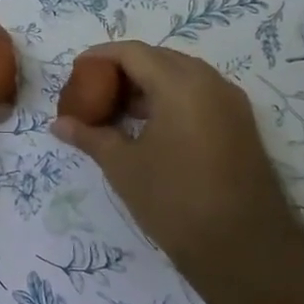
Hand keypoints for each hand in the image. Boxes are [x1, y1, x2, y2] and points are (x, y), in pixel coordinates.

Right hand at [51, 42, 294, 266]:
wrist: (245, 250)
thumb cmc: (175, 201)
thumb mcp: (123, 166)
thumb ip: (90, 136)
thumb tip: (58, 124)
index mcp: (180, 84)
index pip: (133, 52)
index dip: (100, 57)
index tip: (76, 72)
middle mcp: (210, 82)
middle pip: (158, 58)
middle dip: (123, 70)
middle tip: (93, 92)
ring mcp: (231, 103)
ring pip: (181, 76)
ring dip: (147, 85)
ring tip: (117, 111)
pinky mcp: (240, 125)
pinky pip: (199, 95)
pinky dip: (169, 100)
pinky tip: (148, 127)